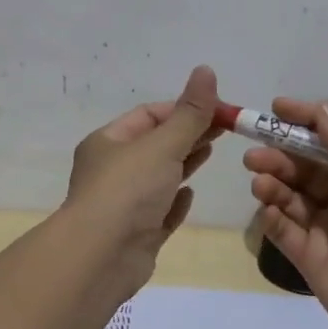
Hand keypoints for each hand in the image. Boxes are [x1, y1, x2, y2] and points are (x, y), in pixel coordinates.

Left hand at [64, 65, 221, 297]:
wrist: (101, 258)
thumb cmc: (128, 191)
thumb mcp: (162, 145)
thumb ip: (190, 113)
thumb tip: (206, 70)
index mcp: (108, 142)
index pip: (149, 115)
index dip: (184, 108)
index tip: (219, 110)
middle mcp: (112, 170)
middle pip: (156, 145)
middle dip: (189, 134)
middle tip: (227, 129)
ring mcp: (124, 205)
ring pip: (159, 177)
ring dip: (184, 164)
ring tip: (213, 153)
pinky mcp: (137, 234)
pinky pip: (160, 211)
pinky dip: (175, 201)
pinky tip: (190, 195)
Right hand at [245, 98, 327, 328]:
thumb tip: (323, 107)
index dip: (306, 124)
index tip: (275, 110)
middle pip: (307, 171)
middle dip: (281, 158)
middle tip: (254, 155)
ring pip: (292, 199)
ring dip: (274, 186)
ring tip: (258, 182)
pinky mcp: (311, 261)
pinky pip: (285, 232)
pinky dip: (273, 219)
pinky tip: (266, 212)